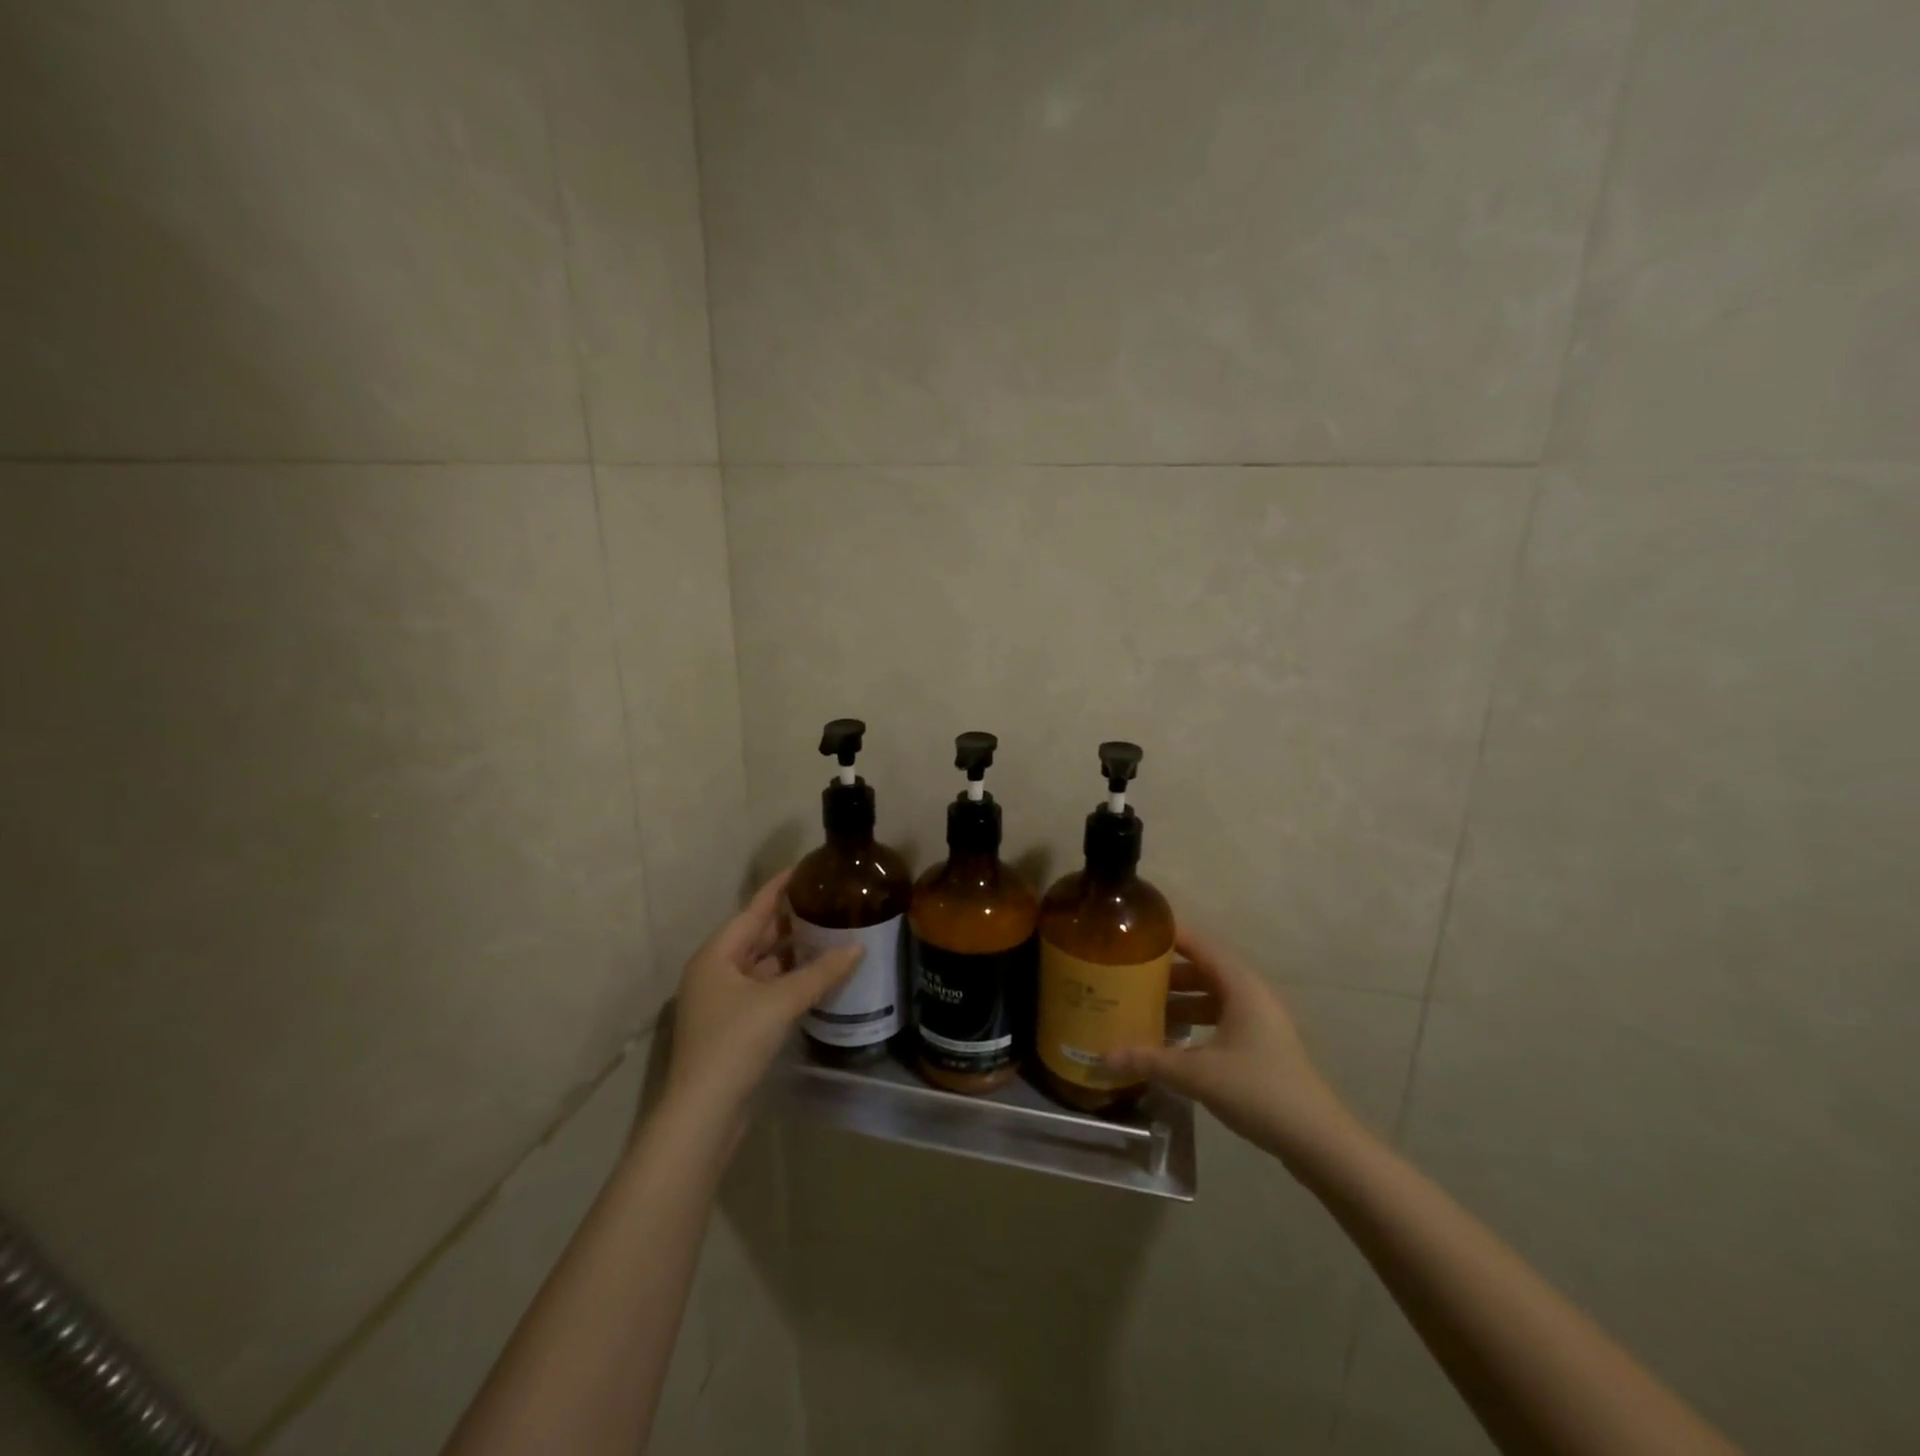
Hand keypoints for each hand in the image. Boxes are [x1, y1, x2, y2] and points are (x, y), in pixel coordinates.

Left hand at [665, 869, 862, 1126]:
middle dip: (790, 922)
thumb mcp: (781, 1001)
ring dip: (791, 954)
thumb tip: (858, 947)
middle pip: (756, 936)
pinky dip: (787, 981)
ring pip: (761, 966)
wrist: (703, 1113)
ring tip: (828, 936)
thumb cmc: (735, 1042)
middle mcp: (714, 972)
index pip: (754, 909)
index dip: (779, 888)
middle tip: (827, 903)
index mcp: (716, 955)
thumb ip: (821, 972)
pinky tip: (814, 979)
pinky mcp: (731, 1028)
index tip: (805, 868)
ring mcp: (721, 1002)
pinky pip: (763, 990)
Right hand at [1106, 926, 1353, 1163]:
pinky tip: (1168, 1039)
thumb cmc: (1258, 1091)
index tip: (1133, 932)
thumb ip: (1149, 1060)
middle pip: (1203, 969)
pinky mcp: (1260, 1044)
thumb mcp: (1197, 1074)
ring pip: (1211, 996)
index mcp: (1240, 985)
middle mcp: (1251, 994)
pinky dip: (1194, 1021)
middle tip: (1127, 972)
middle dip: (1166, 971)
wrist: (1317, 1140)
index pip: (1200, 944)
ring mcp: (1259, 1020)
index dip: (1168, 935)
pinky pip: (1219, 1017)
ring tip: (1140, 1005)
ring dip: (1179, 999)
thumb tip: (1103, 1057)